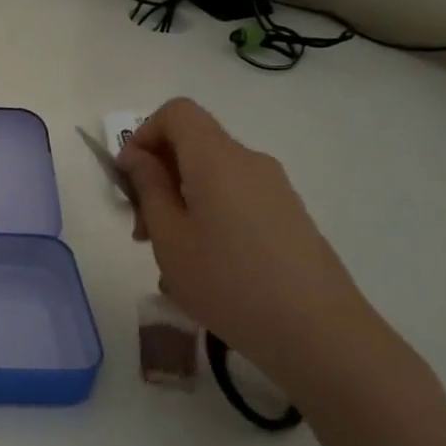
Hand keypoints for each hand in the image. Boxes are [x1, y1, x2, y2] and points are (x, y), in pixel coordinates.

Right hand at [116, 99, 381, 393]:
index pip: (177, 112)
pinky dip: (207, 217)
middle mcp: (250, 162)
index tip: (128, 179)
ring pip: (212, 177)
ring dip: (179, 203)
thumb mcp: (170, 238)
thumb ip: (148, 189)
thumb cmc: (228, 282)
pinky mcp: (287, 216)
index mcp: (217, 159)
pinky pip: (234, 200)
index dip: (143, 135)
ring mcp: (274, 189)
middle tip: (142, 233)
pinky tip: (202, 268)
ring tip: (169, 259)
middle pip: (193, 145)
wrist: (317, 333)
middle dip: (157, 177)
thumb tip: (136, 156)